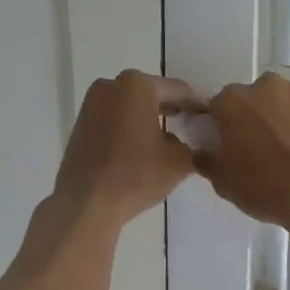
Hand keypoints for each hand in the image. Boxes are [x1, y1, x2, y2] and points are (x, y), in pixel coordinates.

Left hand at [53, 70, 200, 226]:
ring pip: (130, 106)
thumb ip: (192, 145)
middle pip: (151, 94)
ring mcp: (91, 104)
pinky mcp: (80, 124)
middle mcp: (111, 85)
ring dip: (148, 118)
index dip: (196, 105)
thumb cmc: (136, 175)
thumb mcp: (179, 161)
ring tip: (167, 138)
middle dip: (171, 108)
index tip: (209, 117)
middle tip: (191, 125)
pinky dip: (129, 127)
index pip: (178, 90)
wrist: (86, 203)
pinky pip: (114, 119)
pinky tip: (141, 146)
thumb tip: (189, 144)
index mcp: (137, 85)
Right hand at [196, 72, 289, 228]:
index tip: (228, 145)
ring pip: (280, 99)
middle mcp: (264, 86)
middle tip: (259, 146)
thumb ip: (208, 160)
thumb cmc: (264, 188)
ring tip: (288, 146)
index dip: (222, 126)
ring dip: (279, 115)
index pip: (218, 108)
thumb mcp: (223, 182)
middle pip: (251, 99)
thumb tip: (204, 152)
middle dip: (252, 117)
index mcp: (231, 101)